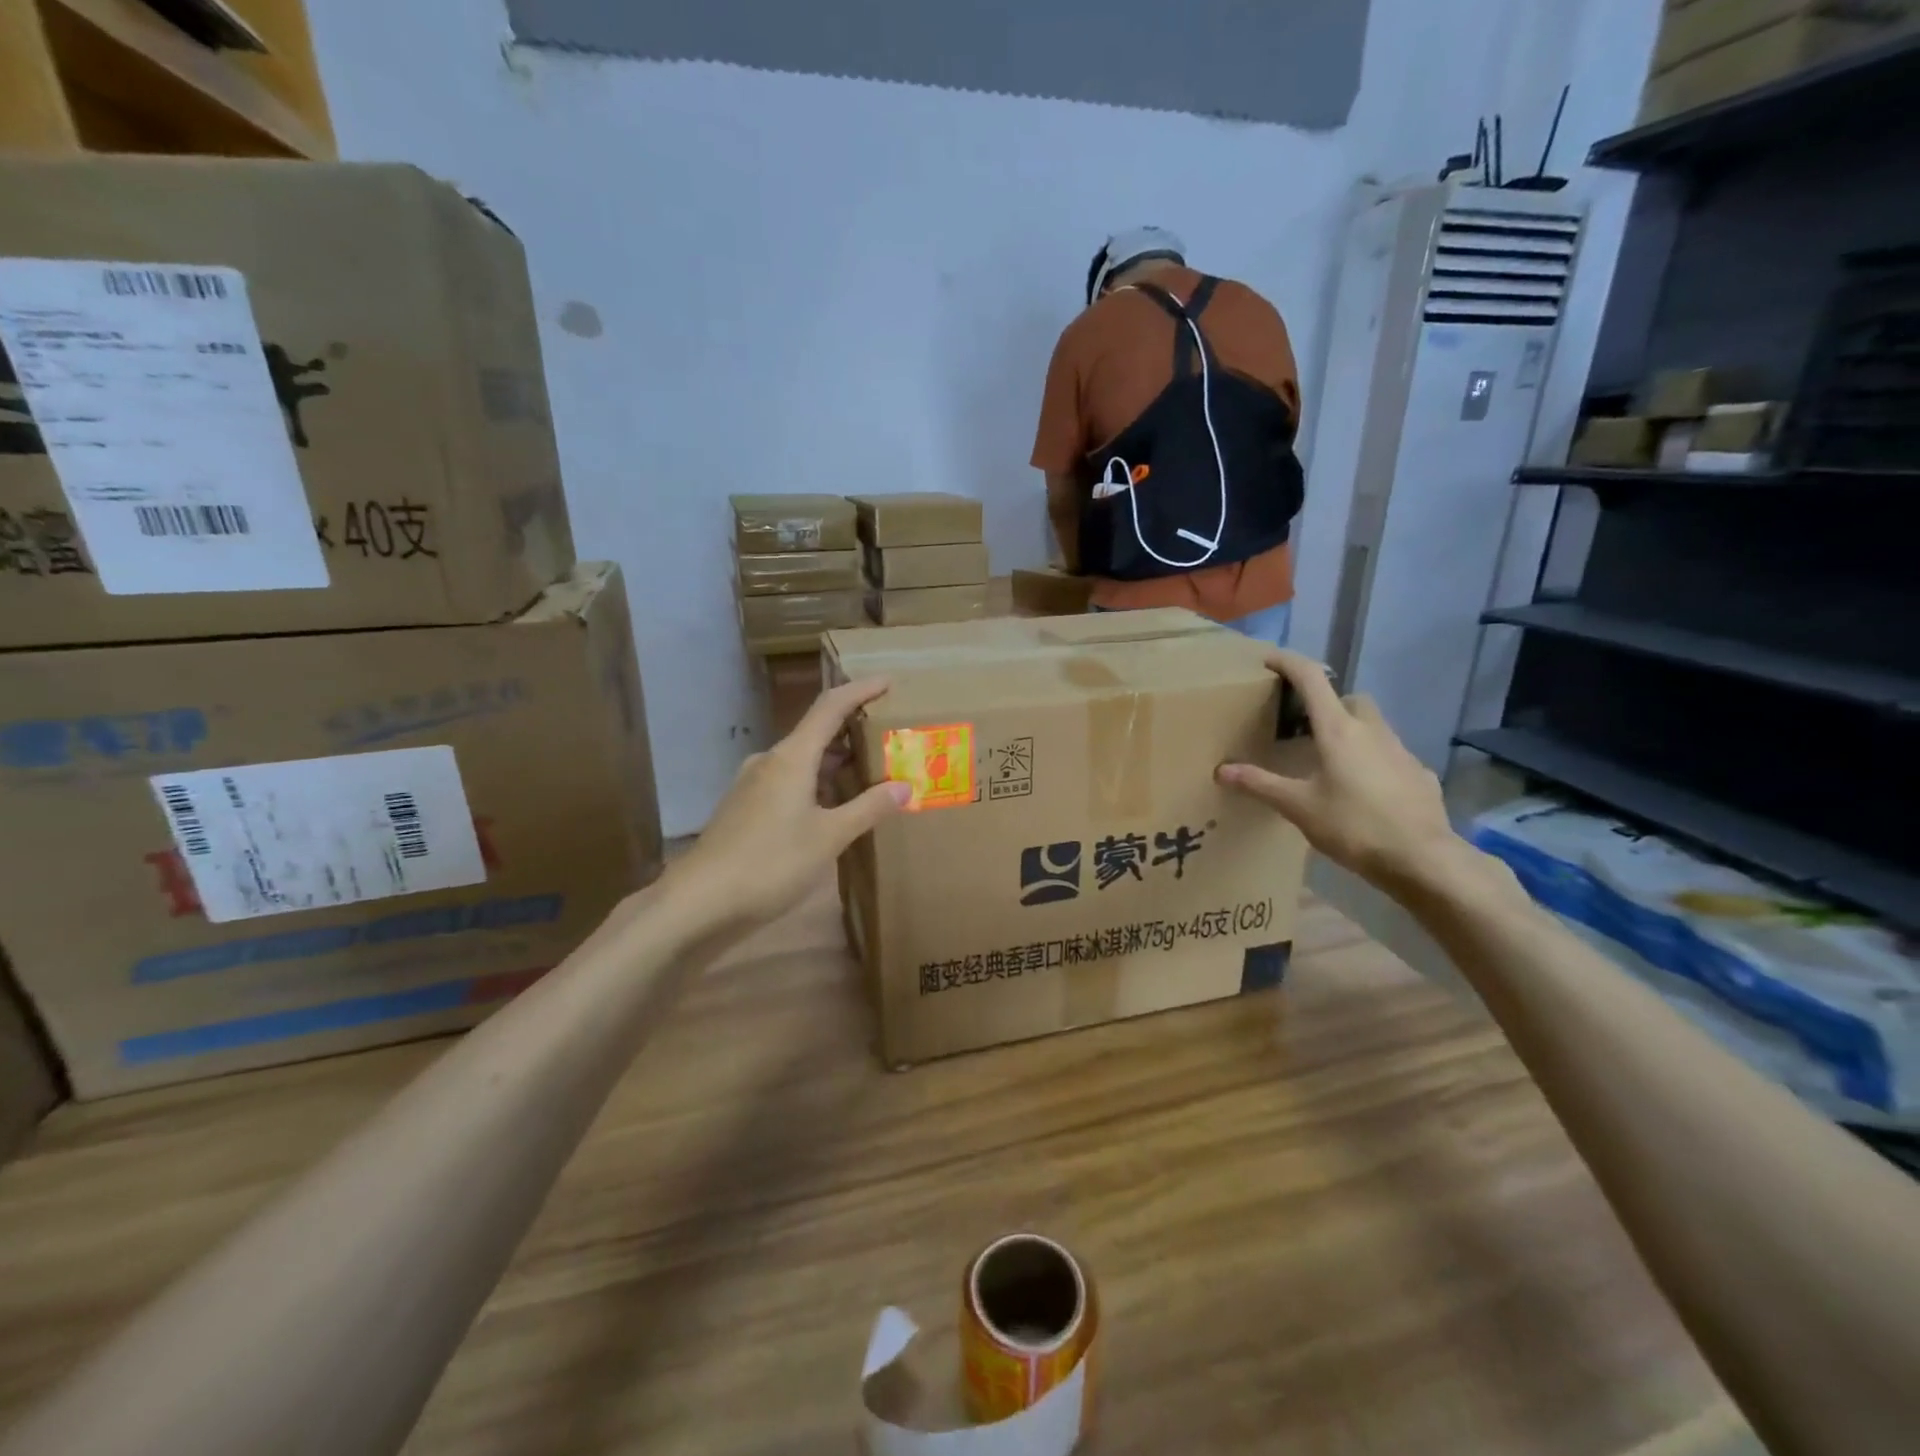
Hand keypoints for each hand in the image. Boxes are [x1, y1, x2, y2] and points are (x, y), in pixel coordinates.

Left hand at [668, 678, 910, 928]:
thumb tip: (904, 786)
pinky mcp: (746, 809)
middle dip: (853, 732)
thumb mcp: (828, 837)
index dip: (860, 690)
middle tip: (890, 737)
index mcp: (791, 757)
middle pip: (817, 733)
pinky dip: (817, 785)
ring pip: (802, 762)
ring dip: (836, 763)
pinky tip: (834, 808)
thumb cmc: (770, 863)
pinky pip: (789, 783)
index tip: (888, 682)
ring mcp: (753, 785)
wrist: (699, 902)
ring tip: (871, 773)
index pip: (830, 707)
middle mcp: (770, 761)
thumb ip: (868, 808)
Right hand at [1216, 651, 1463, 892]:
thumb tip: (1221, 770)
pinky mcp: (1419, 775)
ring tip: (1331, 762)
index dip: (1289, 663)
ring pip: (1374, 726)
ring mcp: (1401, 751)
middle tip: (1306, 726)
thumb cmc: (1353, 826)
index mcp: (1338, 730)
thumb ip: (1260, 784)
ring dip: (1352, 732)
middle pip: (1350, 699)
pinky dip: (1374, 762)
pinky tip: (1364, 791)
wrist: (1422, 859)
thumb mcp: (1298, 807)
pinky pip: (1391, 757)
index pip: (1311, 680)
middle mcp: (1372, 731)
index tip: (1269, 659)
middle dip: (1329, 703)